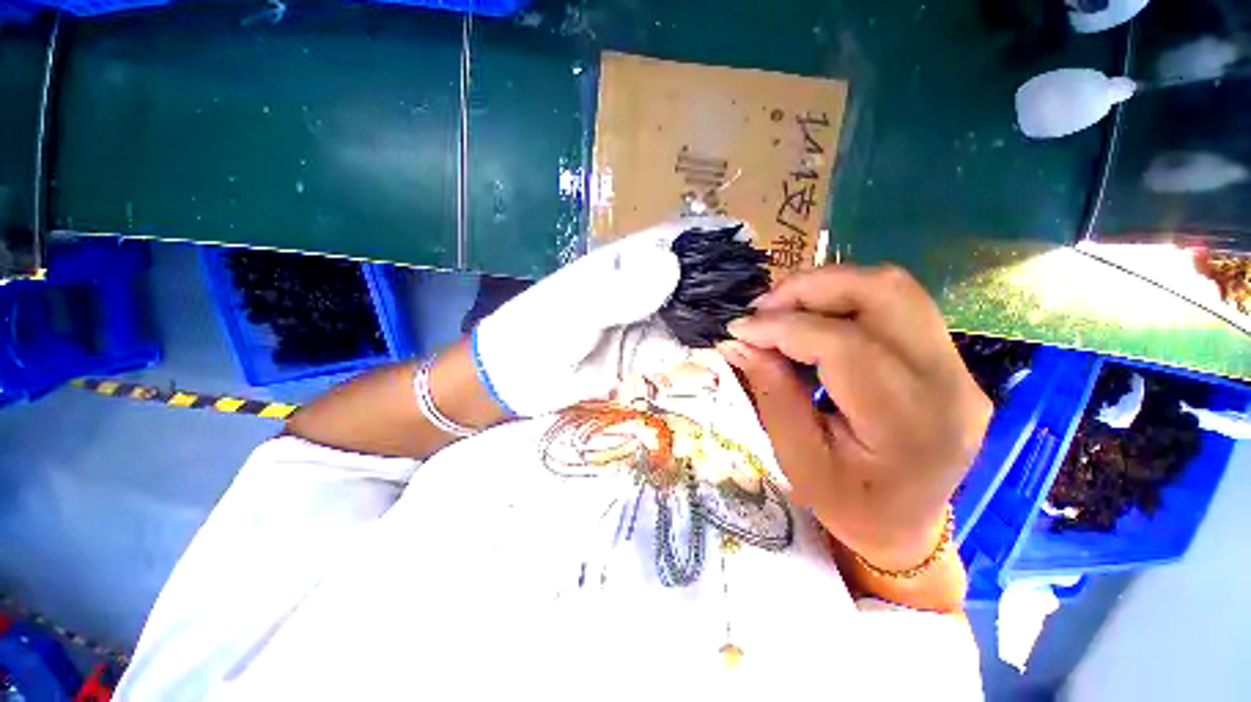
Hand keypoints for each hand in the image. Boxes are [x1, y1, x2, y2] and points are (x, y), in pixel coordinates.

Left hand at [473, 217, 737, 416]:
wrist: (519, 380)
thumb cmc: (537, 334)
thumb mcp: (574, 309)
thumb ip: (620, 291)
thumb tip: (672, 264)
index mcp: (625, 264)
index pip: (676, 238)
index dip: (714, 236)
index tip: (753, 242)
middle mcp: (641, 287)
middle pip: (694, 276)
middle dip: (727, 281)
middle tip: (765, 294)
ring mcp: (646, 320)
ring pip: (693, 311)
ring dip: (720, 314)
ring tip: (756, 321)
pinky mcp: (646, 350)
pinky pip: (681, 342)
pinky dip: (702, 343)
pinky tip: (724, 346)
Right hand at [718, 265, 991, 570]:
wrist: (908, 526)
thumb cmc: (850, 505)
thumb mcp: (798, 459)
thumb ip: (771, 392)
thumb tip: (739, 342)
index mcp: (910, 425)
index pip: (846, 346)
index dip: (784, 327)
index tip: (739, 328)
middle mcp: (949, 385)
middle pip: (885, 294)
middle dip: (811, 287)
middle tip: (762, 307)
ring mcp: (957, 366)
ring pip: (894, 289)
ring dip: (828, 287)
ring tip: (781, 309)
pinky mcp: (947, 359)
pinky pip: (895, 306)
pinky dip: (844, 300)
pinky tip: (810, 319)